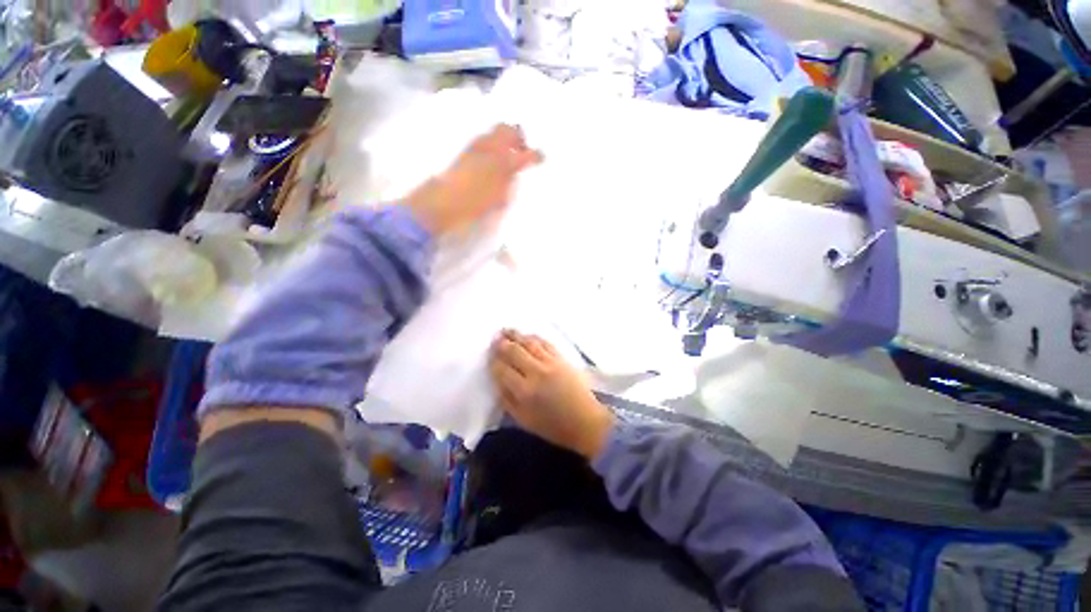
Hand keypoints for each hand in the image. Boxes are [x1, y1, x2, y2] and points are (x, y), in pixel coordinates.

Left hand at [406, 124, 542, 235]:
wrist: (444, 202)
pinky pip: (483, 140)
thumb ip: (508, 182)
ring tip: (507, 154)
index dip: (536, 155)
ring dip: (503, 139)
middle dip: (518, 137)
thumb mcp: (499, 198)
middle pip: (507, 129)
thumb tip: (513, 173)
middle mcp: (490, 147)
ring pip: (494, 132)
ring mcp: (475, 146)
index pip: (525, 154)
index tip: (542, 158)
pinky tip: (491, 158)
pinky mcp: (464, 150)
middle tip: (521, 150)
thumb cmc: (475, 204)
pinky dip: (492, 144)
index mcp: (503, 162)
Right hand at [489, 330, 614, 459]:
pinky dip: (534, 337)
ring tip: (507, 330)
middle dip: (502, 343)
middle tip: (495, 337)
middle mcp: (536, 373)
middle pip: (514, 352)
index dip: (493, 361)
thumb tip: (498, 381)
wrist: (585, 421)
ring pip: (529, 343)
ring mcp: (550, 363)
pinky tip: (528, 335)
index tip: (489, 355)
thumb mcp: (524, 420)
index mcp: (524, 391)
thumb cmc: (553, 426)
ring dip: (516, 335)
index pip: (502, 370)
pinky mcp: (562, 359)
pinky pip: (545, 343)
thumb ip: (507, 400)